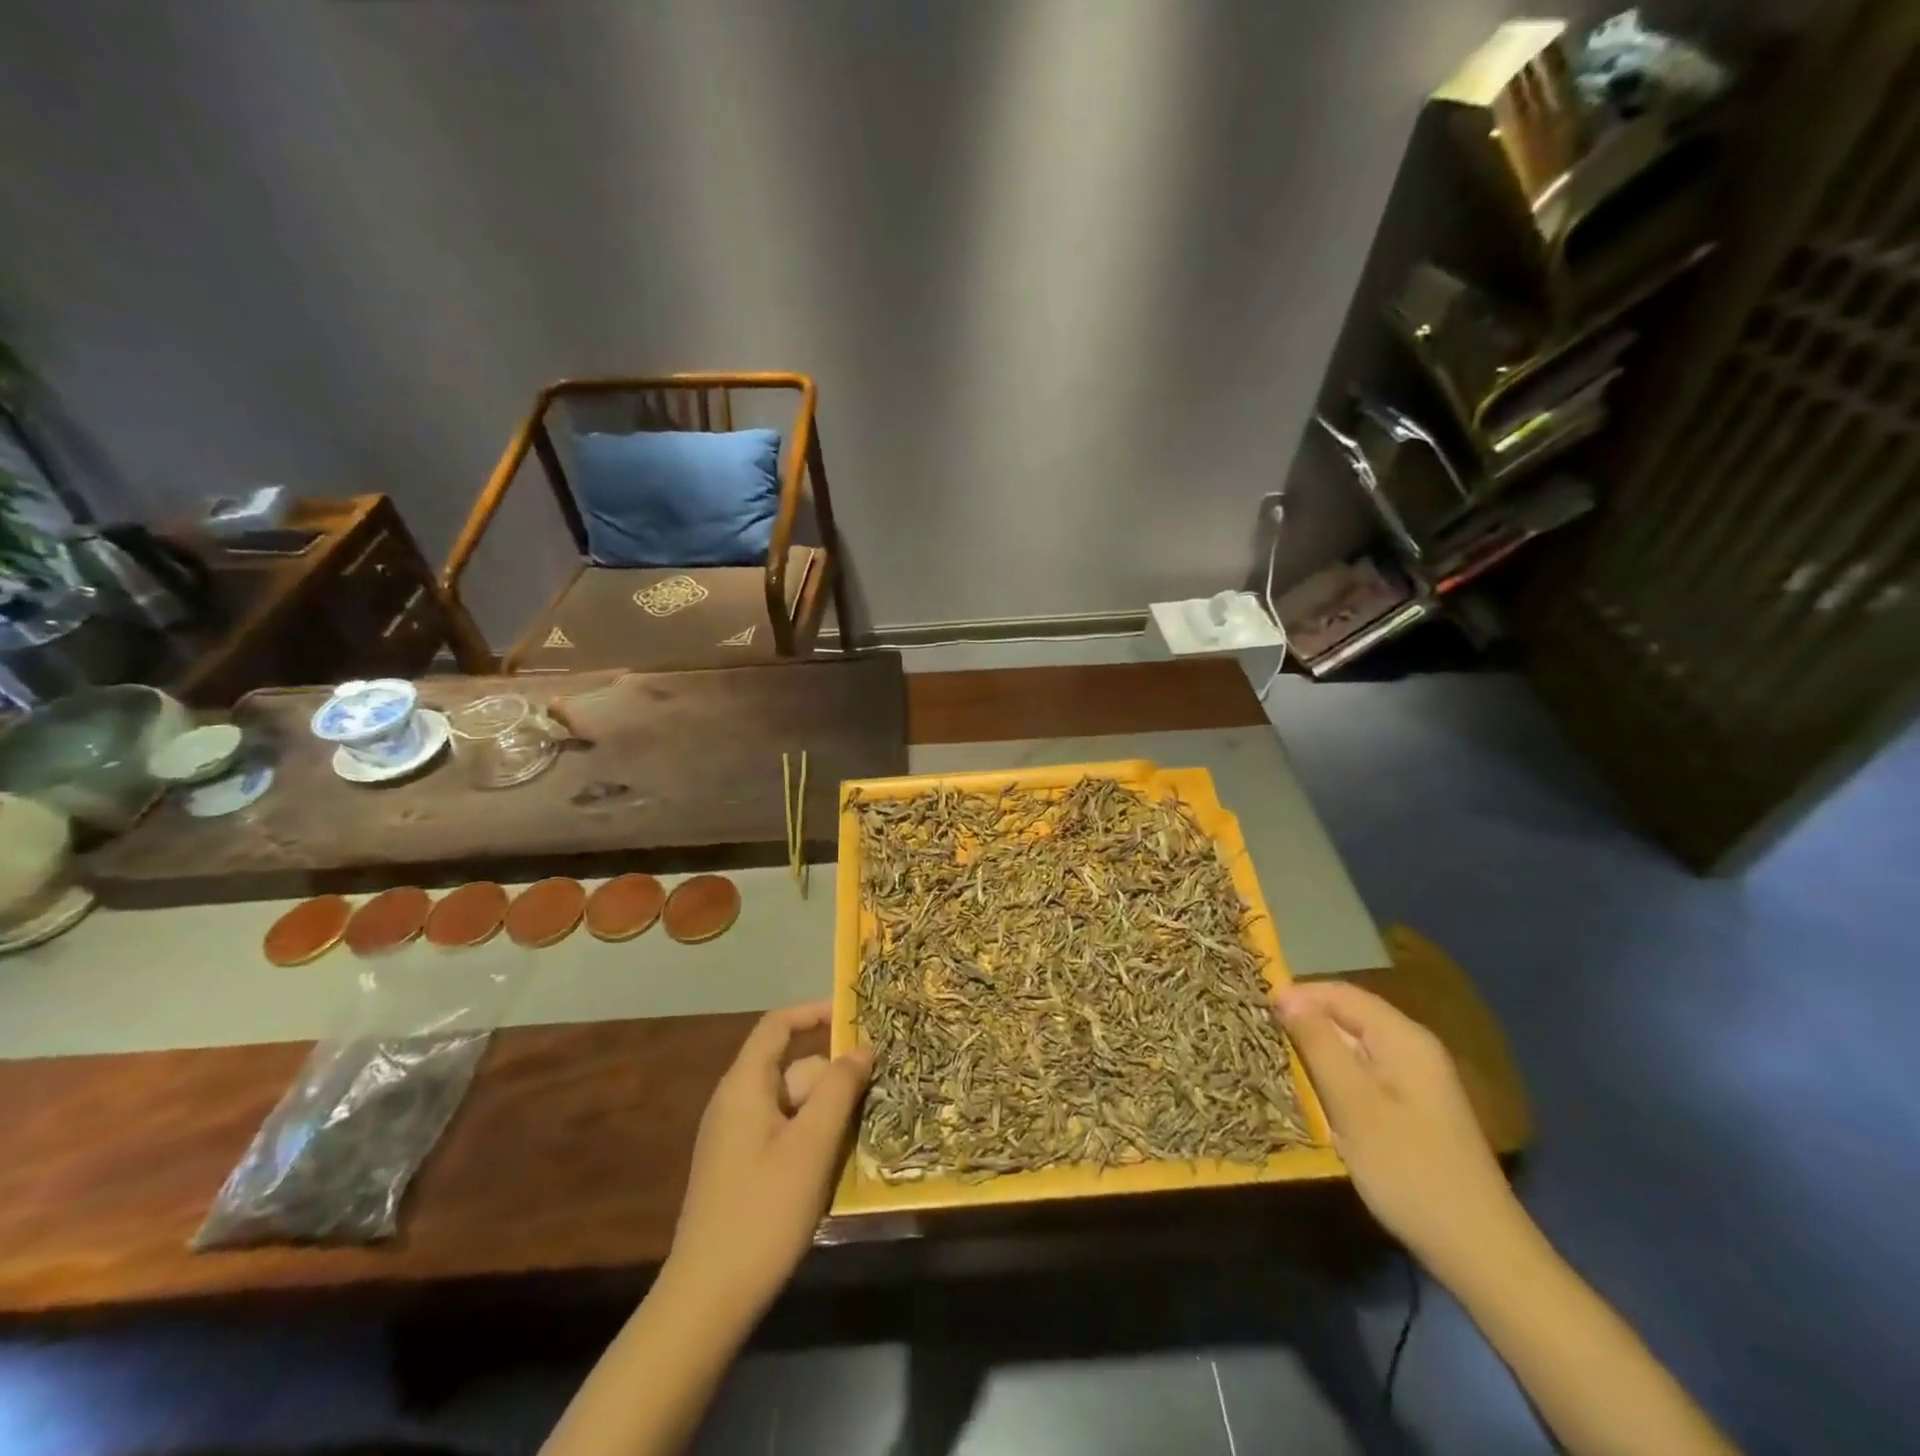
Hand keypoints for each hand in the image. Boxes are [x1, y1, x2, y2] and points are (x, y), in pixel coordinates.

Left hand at [667, 1001, 872, 1318]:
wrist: (707, 1301)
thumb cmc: (763, 1211)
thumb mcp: (812, 1145)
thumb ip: (839, 1089)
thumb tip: (862, 1048)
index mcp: (744, 1085)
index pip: (778, 1025)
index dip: (815, 1013)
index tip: (856, 1018)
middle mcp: (736, 1102)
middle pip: (793, 1068)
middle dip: (833, 1079)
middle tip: (876, 1098)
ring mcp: (736, 1138)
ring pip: (793, 1105)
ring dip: (827, 1114)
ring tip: (861, 1138)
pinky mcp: (741, 1170)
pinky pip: (784, 1134)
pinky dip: (812, 1139)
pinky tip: (833, 1170)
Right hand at [1275, 981, 1523, 1276]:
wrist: (1479, 1249)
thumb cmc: (1407, 1168)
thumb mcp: (1352, 1103)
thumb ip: (1317, 1043)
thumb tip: (1286, 995)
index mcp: (1403, 1037)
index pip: (1340, 992)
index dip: (1297, 995)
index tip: (1257, 1011)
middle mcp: (1414, 1047)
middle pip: (1349, 1015)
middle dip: (1306, 1021)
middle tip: (1264, 1039)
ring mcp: (1419, 1078)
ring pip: (1356, 1044)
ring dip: (1319, 1050)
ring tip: (1283, 1065)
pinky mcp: (1417, 1106)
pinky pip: (1367, 1071)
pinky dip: (1338, 1074)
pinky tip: (1320, 1097)